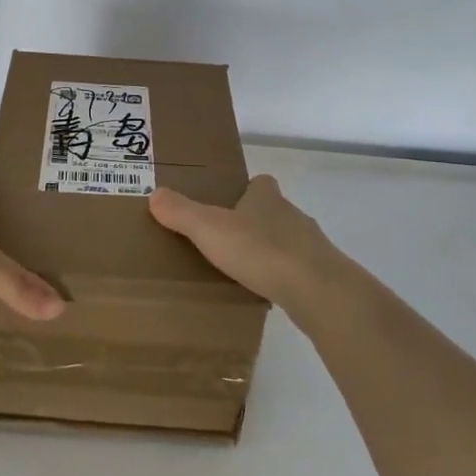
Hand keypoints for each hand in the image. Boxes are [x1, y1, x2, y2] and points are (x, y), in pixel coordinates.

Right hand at [149, 174, 345, 307]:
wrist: (317, 289)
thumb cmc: (261, 250)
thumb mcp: (209, 229)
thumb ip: (181, 212)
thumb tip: (154, 194)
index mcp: (266, 197)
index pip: (260, 183)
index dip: (246, 190)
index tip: (228, 204)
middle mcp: (292, 214)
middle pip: (272, 211)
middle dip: (254, 222)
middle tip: (227, 240)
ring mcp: (311, 245)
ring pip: (286, 241)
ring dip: (269, 251)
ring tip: (244, 270)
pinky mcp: (321, 275)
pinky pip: (297, 270)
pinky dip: (283, 277)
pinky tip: (267, 292)